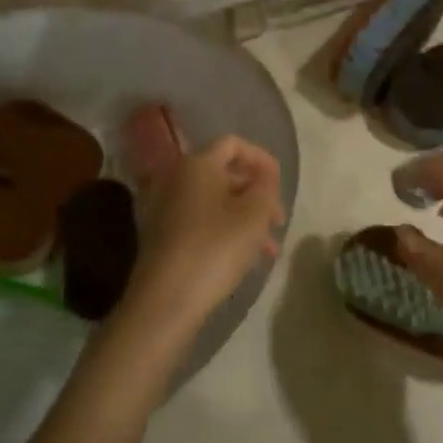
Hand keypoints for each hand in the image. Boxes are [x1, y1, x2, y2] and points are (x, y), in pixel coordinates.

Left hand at [115, 137, 284, 348]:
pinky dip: (224, 230)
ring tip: (268, 249)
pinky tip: (244, 257)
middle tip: (277, 220)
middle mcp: (177, 177)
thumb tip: (264, 177)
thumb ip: (266, 187)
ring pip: (215, 201)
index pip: (234, 144)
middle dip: (256, 194)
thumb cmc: (216, 247)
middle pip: (224, 174)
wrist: (166, 298)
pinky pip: (201, 220)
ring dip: (244, 217)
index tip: (280, 184)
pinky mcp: (162, 234)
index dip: (261, 158)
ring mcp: (165, 207)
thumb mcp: (254, 214)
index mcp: (198, 163)